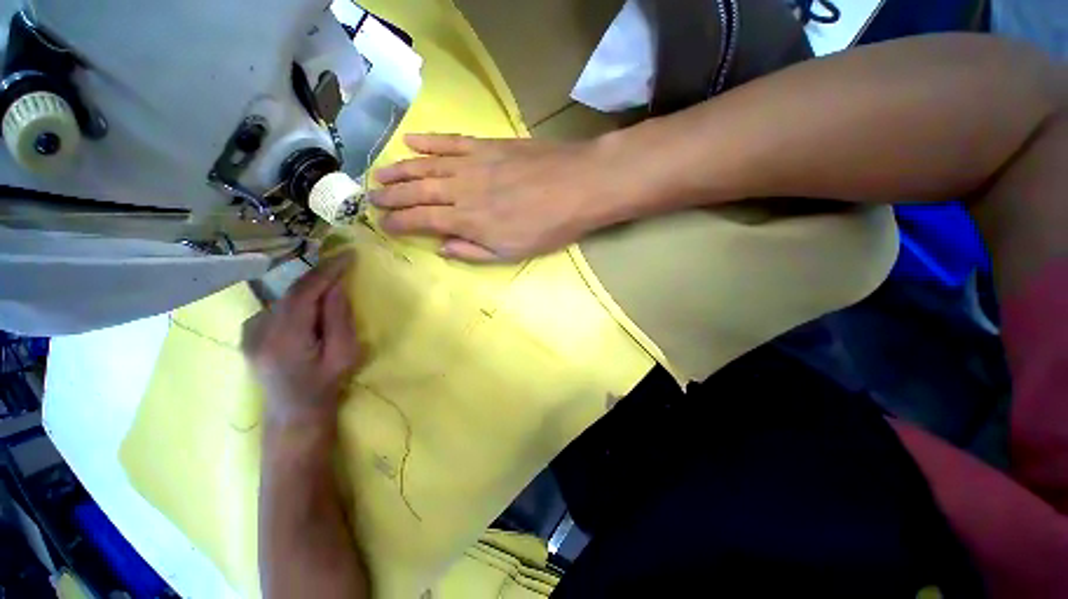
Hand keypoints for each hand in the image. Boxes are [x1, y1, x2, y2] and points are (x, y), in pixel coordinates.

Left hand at [241, 252, 360, 428]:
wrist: (294, 414)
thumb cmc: (326, 386)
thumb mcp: (344, 354)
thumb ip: (339, 319)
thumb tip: (336, 286)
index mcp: (284, 338)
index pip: (304, 292)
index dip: (327, 270)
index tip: (348, 255)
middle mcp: (259, 331)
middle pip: (293, 292)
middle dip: (321, 277)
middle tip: (344, 265)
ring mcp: (249, 332)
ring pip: (284, 299)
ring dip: (310, 290)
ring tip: (332, 288)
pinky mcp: (248, 334)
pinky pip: (277, 307)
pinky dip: (297, 301)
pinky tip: (309, 310)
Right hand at [370, 134, 623, 261]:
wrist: (577, 186)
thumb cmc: (548, 227)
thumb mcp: (512, 253)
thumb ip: (474, 251)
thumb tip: (442, 248)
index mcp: (469, 220)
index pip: (423, 221)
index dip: (400, 223)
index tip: (383, 225)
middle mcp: (462, 190)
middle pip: (418, 192)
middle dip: (392, 196)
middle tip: (371, 198)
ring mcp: (473, 163)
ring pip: (426, 165)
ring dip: (400, 170)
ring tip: (379, 175)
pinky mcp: (486, 144)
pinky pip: (449, 141)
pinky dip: (428, 141)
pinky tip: (410, 142)